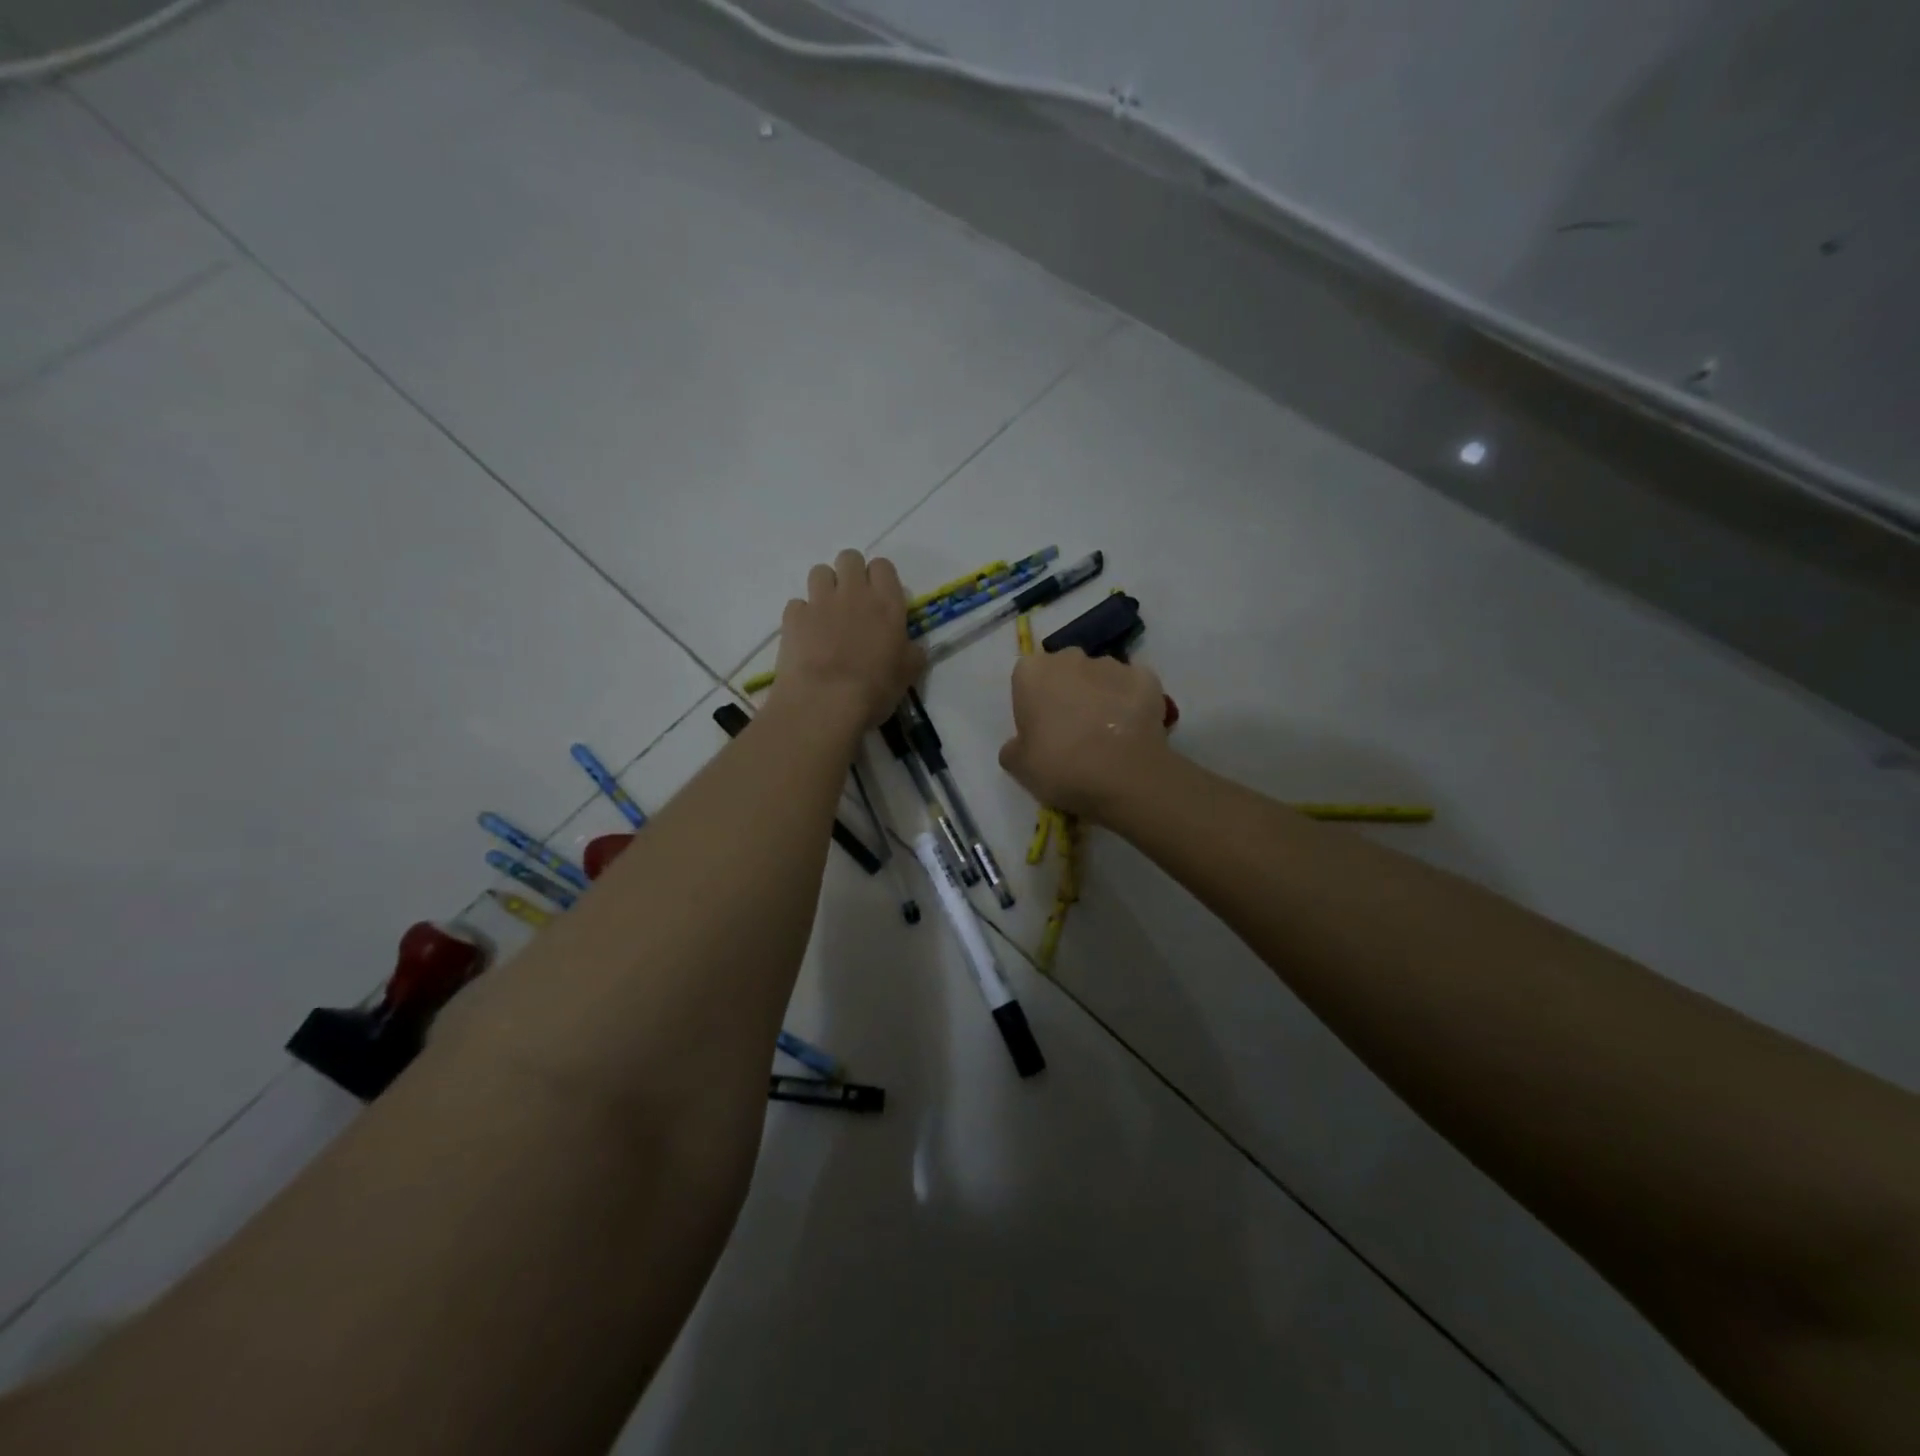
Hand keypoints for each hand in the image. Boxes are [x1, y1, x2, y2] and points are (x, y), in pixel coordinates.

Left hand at [767, 550, 924, 736]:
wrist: (824, 703)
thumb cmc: (874, 689)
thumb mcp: (908, 674)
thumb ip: (912, 652)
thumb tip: (912, 646)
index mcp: (887, 603)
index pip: (883, 566)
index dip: (880, 579)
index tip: (879, 599)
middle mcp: (853, 593)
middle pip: (849, 558)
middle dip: (850, 573)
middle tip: (852, 602)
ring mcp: (819, 602)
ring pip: (819, 572)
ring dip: (825, 587)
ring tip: (827, 614)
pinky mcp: (792, 617)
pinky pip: (797, 604)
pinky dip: (802, 616)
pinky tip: (806, 636)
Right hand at [999, 648, 1170, 817]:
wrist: (1125, 776)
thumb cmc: (1060, 766)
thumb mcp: (1018, 766)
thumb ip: (1013, 747)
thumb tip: (1021, 743)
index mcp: (1032, 672)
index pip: (1027, 679)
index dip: (1033, 704)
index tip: (1040, 730)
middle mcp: (1070, 657)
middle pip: (1064, 671)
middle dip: (1067, 692)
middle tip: (1073, 731)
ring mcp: (1112, 664)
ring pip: (1100, 677)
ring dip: (1100, 696)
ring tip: (1107, 734)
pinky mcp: (1146, 677)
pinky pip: (1132, 687)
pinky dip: (1131, 702)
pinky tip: (1132, 730)